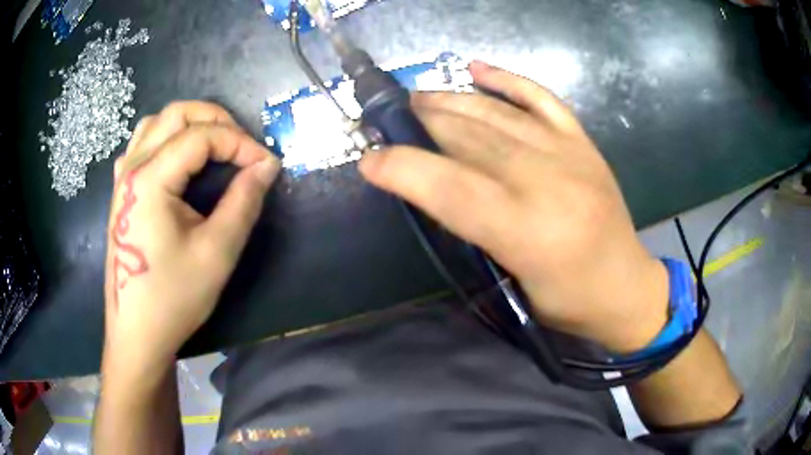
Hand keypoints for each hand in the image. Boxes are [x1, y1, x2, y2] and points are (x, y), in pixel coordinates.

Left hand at [103, 101, 279, 368]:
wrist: (137, 332)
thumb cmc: (173, 297)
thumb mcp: (217, 252)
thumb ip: (244, 201)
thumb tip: (267, 165)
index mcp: (151, 179)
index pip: (202, 136)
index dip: (241, 143)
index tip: (267, 165)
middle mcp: (132, 168)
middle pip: (176, 114)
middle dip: (216, 120)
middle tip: (242, 146)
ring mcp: (122, 179)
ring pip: (155, 123)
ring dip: (189, 124)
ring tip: (213, 145)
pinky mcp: (121, 193)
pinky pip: (140, 145)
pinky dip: (165, 139)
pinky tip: (176, 161)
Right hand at [359, 61, 669, 352]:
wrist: (626, 288)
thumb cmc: (567, 302)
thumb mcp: (512, 283)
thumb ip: (472, 232)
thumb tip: (430, 188)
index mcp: (527, 232)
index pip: (450, 187)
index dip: (402, 169)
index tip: (369, 160)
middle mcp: (547, 181)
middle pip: (469, 138)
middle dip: (419, 123)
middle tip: (386, 118)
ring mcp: (569, 153)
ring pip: (496, 113)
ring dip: (449, 100)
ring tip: (417, 98)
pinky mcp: (583, 142)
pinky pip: (541, 97)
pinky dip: (507, 79)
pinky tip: (476, 68)